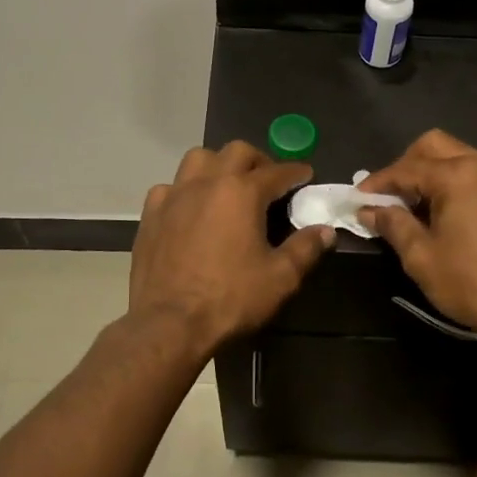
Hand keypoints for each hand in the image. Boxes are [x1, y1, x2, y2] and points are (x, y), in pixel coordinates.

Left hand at [129, 142, 333, 355]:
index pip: (277, 171)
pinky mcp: (151, 214)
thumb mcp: (280, 278)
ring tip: (228, 186)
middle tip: (269, 181)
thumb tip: (325, 231)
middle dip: (258, 160)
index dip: (295, 172)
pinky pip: (170, 188)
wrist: (169, 324)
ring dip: (218, 165)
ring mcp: (174, 196)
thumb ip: (305, 249)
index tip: (306, 175)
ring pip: (198, 159)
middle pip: (236, 152)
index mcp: (241, 192)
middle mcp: (207, 182)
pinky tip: (190, 209)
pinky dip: (185, 190)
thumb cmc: (230, 299)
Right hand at [358, 130, 476, 343]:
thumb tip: (369, 210)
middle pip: (435, 146)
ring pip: (461, 156)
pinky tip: (452, 213)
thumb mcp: (421, 257)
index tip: (357, 197)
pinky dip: (460, 183)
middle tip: (391, 195)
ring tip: (419, 205)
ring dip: (435, 172)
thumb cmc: (471, 283)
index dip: (378, 183)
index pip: (406, 169)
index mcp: (458, 175)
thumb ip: (393, 224)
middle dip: (407, 165)